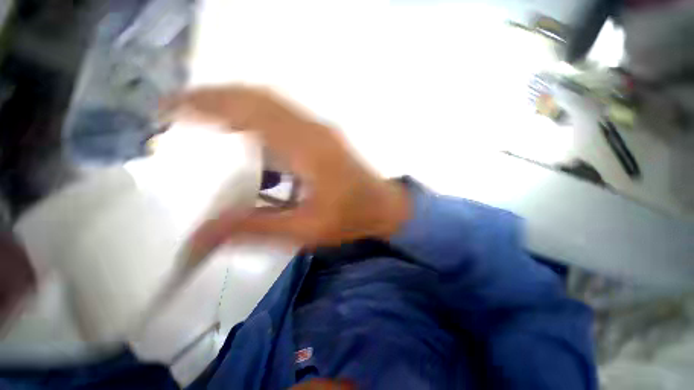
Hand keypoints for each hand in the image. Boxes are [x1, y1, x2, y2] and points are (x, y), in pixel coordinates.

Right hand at [162, 86, 410, 253]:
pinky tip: (246, 135)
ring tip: (204, 121)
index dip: (206, 104)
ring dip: (235, 105)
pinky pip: (284, 116)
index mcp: (307, 149)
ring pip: (271, 103)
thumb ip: (254, 230)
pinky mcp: (324, 136)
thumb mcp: (304, 231)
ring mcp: (321, 130)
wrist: (383, 209)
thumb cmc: (350, 220)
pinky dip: (257, 117)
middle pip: (257, 98)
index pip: (249, 112)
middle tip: (180, 113)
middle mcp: (313, 129)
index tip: (170, 109)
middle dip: (215, 99)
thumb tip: (199, 238)